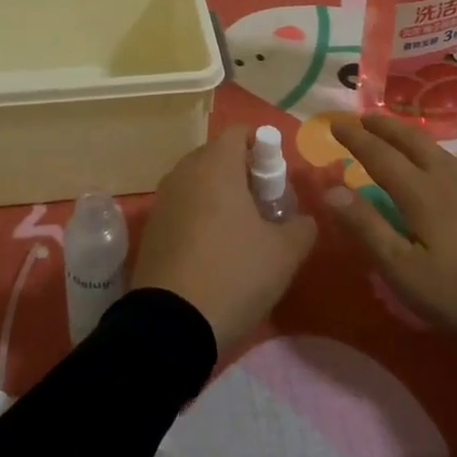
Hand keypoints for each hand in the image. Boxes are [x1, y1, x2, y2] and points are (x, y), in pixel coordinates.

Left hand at [132, 125, 317, 349]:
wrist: (170, 323)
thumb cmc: (233, 273)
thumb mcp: (284, 253)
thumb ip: (302, 227)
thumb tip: (304, 218)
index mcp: (216, 163)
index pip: (240, 133)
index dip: (263, 149)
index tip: (278, 182)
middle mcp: (185, 170)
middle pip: (218, 156)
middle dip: (243, 174)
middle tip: (265, 209)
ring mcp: (164, 198)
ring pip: (199, 182)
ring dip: (221, 197)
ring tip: (242, 234)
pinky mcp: (152, 227)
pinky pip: (183, 207)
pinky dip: (201, 217)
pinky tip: (214, 252)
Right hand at [323, 114, 456, 349]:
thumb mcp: (406, 271)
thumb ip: (368, 228)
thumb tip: (331, 190)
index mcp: (420, 193)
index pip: (380, 155)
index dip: (356, 139)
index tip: (335, 123)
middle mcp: (446, 179)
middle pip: (411, 141)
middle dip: (384, 126)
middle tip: (364, 118)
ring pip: (435, 150)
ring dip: (408, 136)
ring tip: (396, 135)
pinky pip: (451, 162)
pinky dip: (431, 152)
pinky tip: (437, 166)